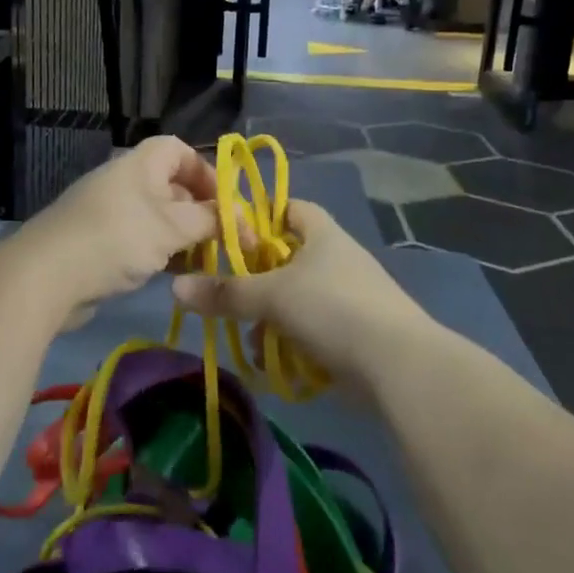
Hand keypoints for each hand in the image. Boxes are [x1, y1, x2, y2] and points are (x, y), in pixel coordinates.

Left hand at [24, 137, 219, 323]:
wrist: (45, 276)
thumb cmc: (117, 238)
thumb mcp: (172, 227)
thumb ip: (210, 219)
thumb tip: (236, 217)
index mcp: (140, 164)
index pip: (179, 150)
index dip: (206, 171)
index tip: (226, 202)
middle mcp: (125, 182)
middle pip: (173, 187)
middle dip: (202, 212)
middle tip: (226, 241)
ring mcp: (109, 214)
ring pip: (159, 219)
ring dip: (184, 238)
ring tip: (208, 263)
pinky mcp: (99, 245)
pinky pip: (140, 242)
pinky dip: (161, 254)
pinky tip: (176, 277)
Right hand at [170, 200, 435, 390]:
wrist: (398, 364)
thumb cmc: (333, 308)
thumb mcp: (272, 296)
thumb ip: (225, 293)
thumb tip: (175, 287)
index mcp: (323, 233)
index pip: (289, 208)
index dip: (260, 216)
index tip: (230, 235)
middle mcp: (337, 258)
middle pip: (288, 258)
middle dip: (257, 280)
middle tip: (229, 295)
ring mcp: (350, 297)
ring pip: (297, 299)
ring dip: (272, 318)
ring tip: (251, 338)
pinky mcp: (356, 333)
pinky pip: (313, 330)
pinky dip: (293, 343)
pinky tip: (276, 362)